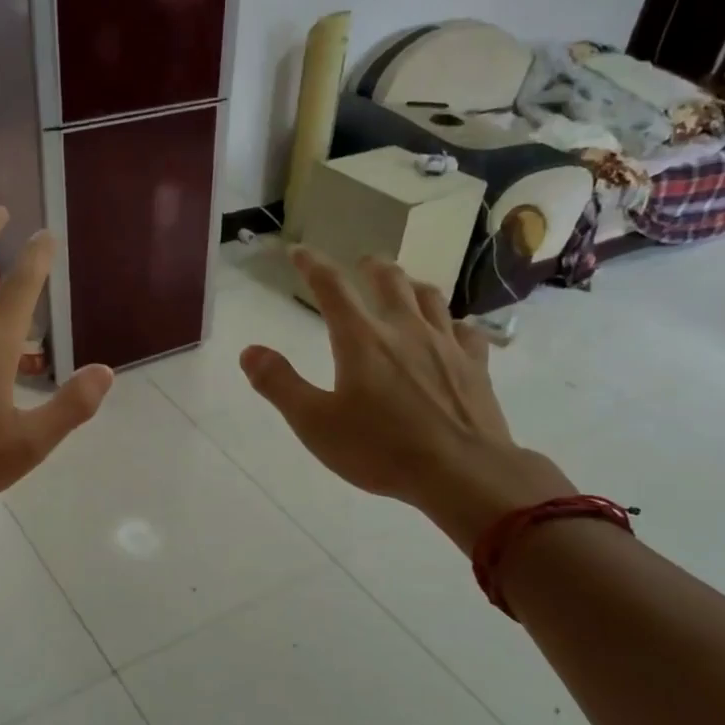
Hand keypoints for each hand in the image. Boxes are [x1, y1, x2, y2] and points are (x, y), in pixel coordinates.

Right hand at [240, 247, 574, 553]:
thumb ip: (279, 384)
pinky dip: (452, 323)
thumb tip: (249, 351)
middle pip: (389, 280)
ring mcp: (445, 344)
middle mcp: (404, 329)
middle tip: (362, 264)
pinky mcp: (475, 365)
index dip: (312, 265)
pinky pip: (465, 330)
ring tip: (405, 287)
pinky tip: (451, 331)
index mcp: (361, 339)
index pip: (331, 287)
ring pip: (429, 297)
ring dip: (412, 285)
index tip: (300, 252)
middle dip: (370, 267)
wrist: (462, 472)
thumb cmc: (381, 449)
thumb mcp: (315, 423)